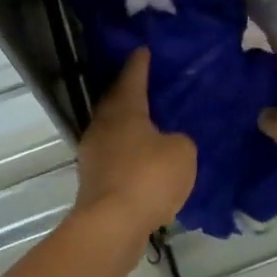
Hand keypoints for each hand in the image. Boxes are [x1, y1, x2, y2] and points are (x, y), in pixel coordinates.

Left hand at [74, 50, 196, 240]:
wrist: (111, 226)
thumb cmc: (148, 177)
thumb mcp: (182, 152)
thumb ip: (180, 140)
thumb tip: (169, 143)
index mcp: (124, 109)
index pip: (132, 76)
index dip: (140, 63)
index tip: (143, 49)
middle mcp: (103, 125)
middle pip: (116, 101)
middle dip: (130, 92)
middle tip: (148, 85)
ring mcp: (94, 154)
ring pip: (113, 130)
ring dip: (129, 125)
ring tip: (150, 123)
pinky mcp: (94, 181)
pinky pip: (115, 156)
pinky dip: (128, 152)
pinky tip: (144, 160)